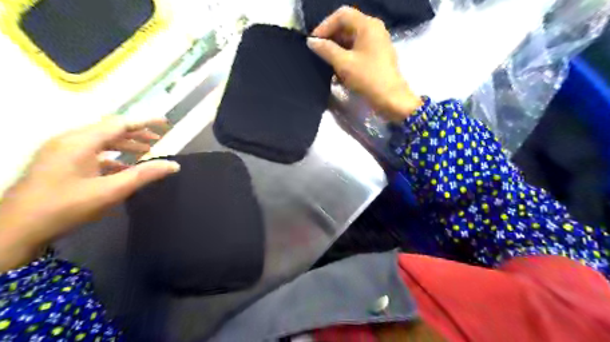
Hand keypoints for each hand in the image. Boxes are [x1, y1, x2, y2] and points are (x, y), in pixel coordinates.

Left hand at [0, 116, 180, 270]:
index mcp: (80, 141)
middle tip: (157, 141)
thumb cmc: (66, 207)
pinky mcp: (57, 162)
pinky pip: (90, 152)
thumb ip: (144, 175)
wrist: (16, 229)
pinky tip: (123, 168)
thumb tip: (174, 165)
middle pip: (109, 130)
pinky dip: (110, 156)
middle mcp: (70, 140)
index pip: (119, 124)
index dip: (144, 122)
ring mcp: (61, 150)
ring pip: (100, 140)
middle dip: (136, 134)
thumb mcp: (111, 191)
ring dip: (124, 145)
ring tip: (145, 152)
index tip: (165, 122)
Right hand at [308, 6, 422, 120]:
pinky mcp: (377, 55)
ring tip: (326, 62)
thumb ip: (326, 50)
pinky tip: (338, 69)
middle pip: (347, 25)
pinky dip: (347, 55)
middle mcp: (374, 29)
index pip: (342, 15)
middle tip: (318, 52)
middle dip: (331, 38)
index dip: (325, 26)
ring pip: (352, 39)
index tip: (313, 42)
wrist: (390, 98)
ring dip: (337, 49)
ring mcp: (377, 42)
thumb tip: (311, 41)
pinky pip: (358, 49)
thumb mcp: (343, 63)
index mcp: (367, 25)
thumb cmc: (367, 78)